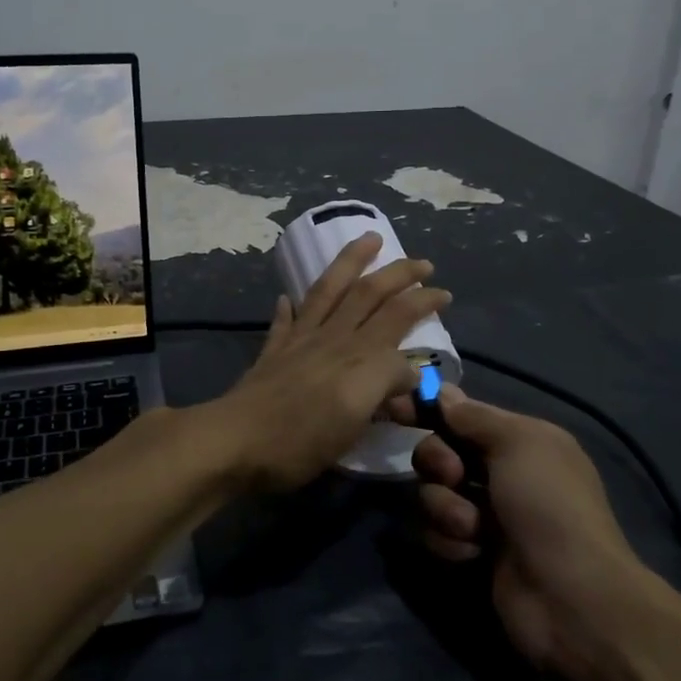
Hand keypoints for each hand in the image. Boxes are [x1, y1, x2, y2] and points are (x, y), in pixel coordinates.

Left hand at [208, 233, 451, 491]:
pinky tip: (290, 297)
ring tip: (369, 239)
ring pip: (329, 290)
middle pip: (369, 295)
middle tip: (422, 262)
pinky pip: (285, 321)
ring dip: (351, 262)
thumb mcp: (355, 417)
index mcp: (357, 355)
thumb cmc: (301, 438)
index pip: (398, 317)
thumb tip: (407, 370)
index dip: (423, 303)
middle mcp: (331, 339)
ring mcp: (299, 342)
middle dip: (398, 274)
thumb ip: (385, 383)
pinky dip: (291, 306)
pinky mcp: (273, 353)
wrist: (236, 441)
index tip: (444, 295)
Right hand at [399, 386, 641, 671]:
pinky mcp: (473, 552)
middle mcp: (502, 474)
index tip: (396, 409)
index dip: (429, 409)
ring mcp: (487, 515)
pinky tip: (474, 553)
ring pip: (433, 494)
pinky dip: (450, 541)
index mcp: (521, 441)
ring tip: (474, 529)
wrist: (570, 597)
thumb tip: (443, 392)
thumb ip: (474, 416)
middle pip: (440, 451)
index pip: (463, 414)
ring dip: (446, 508)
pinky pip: (436, 533)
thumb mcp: (518, 443)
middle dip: (438, 461)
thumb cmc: (548, 505)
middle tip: (454, 476)